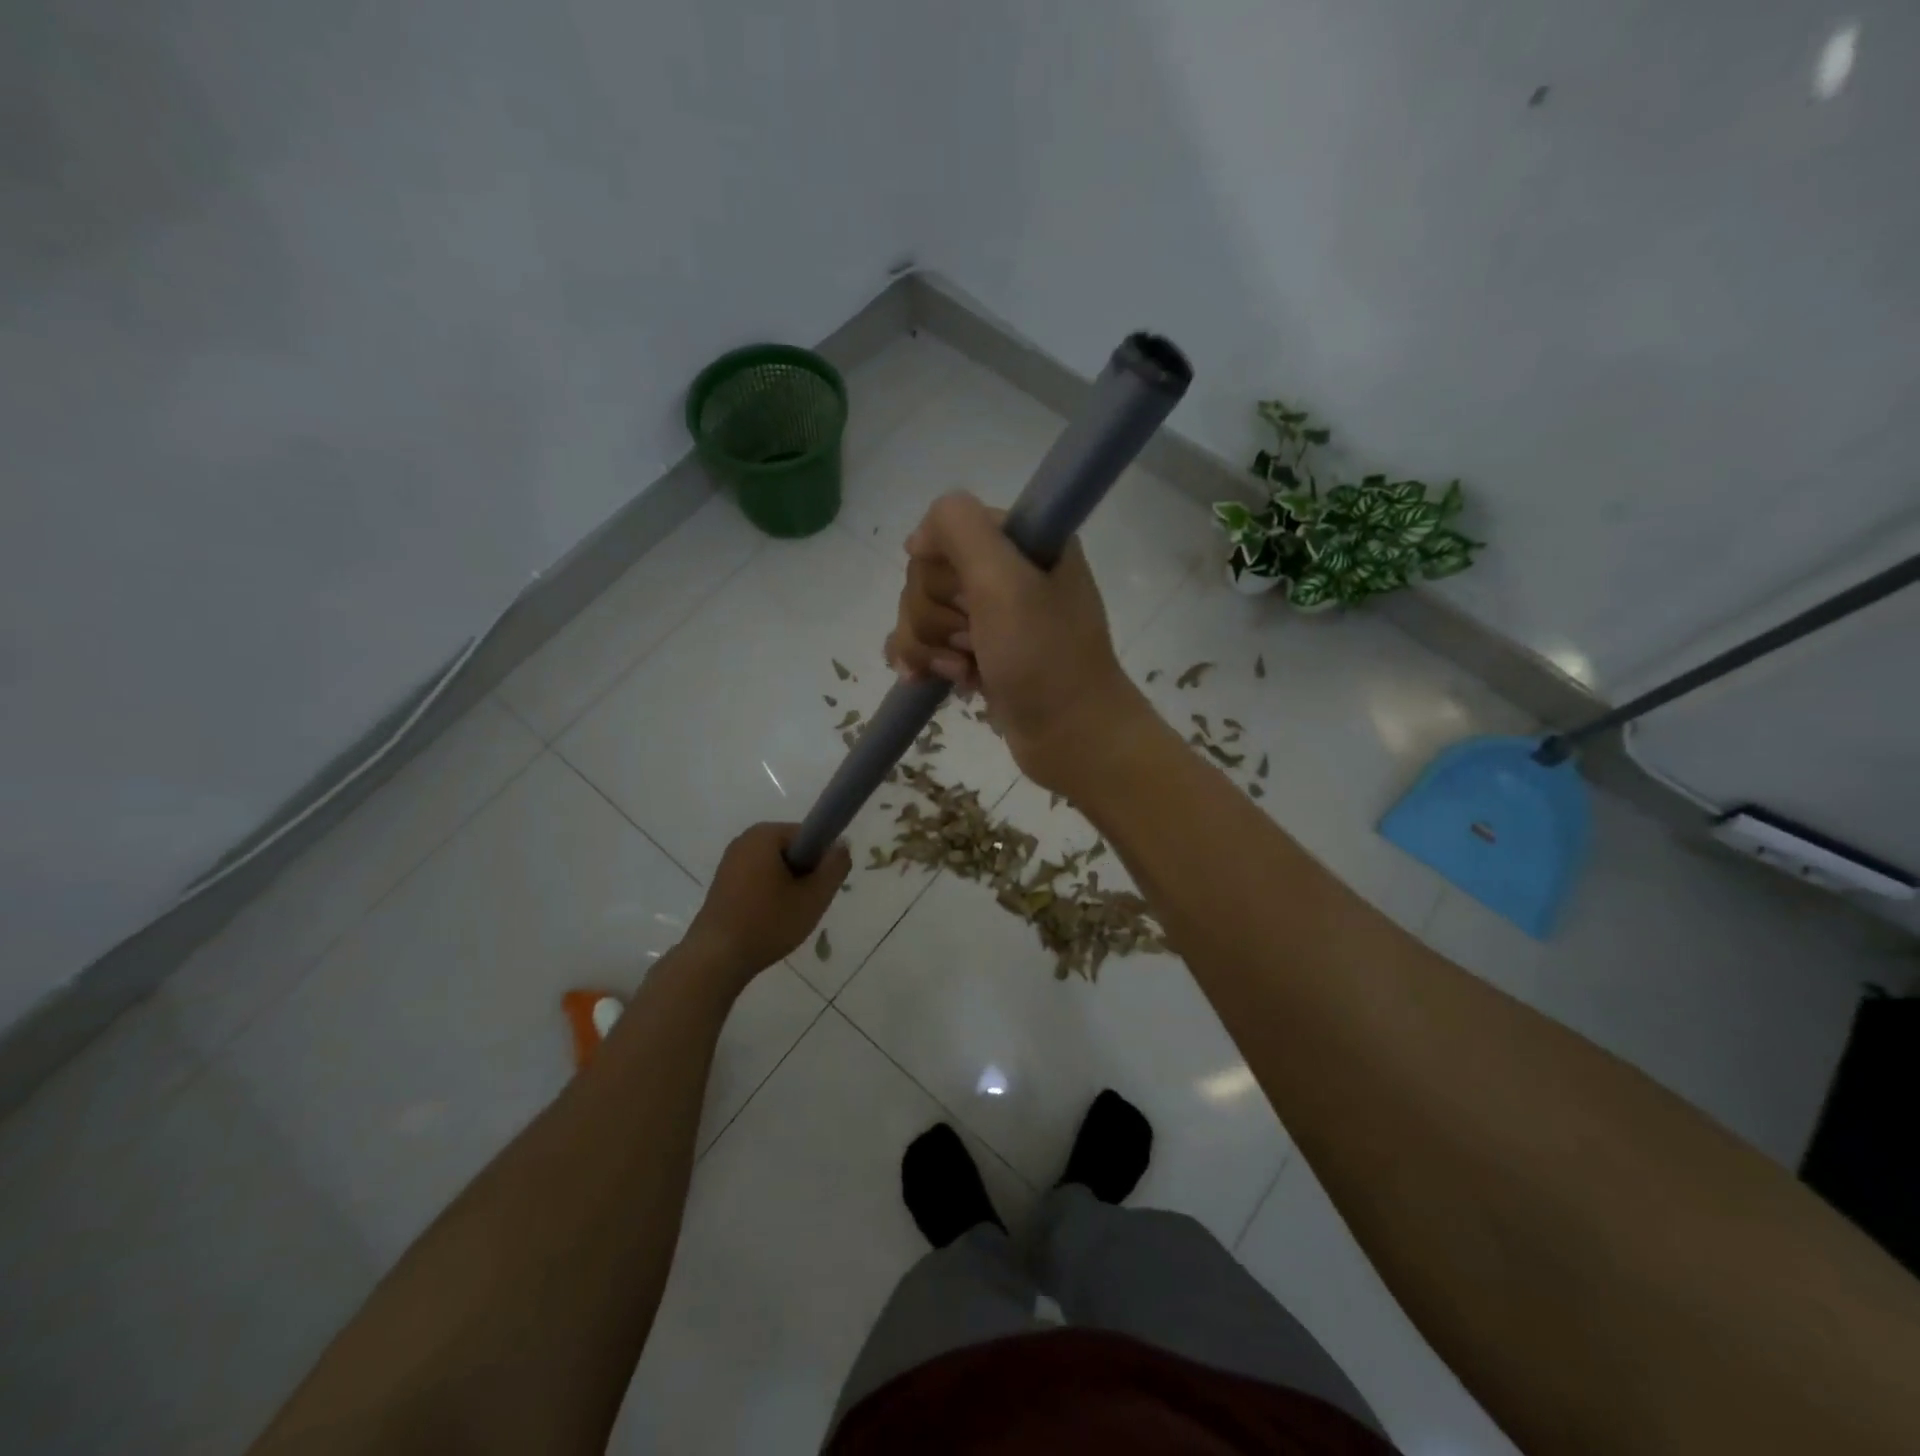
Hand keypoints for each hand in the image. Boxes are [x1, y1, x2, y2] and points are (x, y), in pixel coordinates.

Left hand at [685, 823, 849, 988]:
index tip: (819, 887)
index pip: (808, 835)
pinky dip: (768, 896)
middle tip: (806, 904)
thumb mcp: (814, 896)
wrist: (716, 959)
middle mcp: (744, 840)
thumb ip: (835, 866)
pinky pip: (757, 880)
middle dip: (804, 874)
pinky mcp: (722, 883)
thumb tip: (842, 843)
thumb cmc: (768, 922)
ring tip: (787, 916)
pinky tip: (768, 921)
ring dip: (787, 887)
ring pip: (775, 867)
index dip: (821, 860)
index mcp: (765, 835)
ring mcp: (730, 862)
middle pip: (792, 850)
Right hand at [883, 492, 1152, 794]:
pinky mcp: (978, 654)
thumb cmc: (1043, 658)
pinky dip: (922, 661)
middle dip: (936, 617)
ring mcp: (992, 616)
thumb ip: (958, 528)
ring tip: (962, 672)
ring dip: (930, 646)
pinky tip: (924, 680)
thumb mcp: (1004, 581)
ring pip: (922, 612)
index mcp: (1023, 542)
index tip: (966, 602)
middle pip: (929, 575)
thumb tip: (917, 538)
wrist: (1071, 736)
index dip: (943, 571)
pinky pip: (926, 643)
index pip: (947, 531)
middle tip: (972, 644)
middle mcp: (1008, 572)